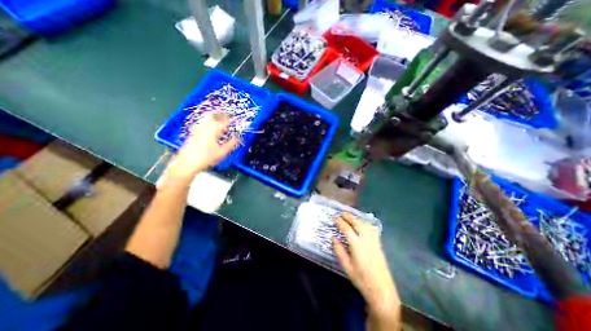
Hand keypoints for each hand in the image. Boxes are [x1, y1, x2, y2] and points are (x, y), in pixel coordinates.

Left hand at [164, 113, 236, 181]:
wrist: (188, 162)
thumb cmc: (206, 158)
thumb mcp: (222, 152)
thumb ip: (232, 144)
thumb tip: (239, 138)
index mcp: (213, 131)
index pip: (223, 121)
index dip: (230, 119)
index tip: (234, 118)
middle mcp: (205, 128)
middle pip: (212, 116)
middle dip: (220, 114)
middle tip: (226, 116)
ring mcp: (197, 130)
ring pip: (206, 119)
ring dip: (213, 117)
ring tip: (218, 120)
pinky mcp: (193, 133)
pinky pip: (201, 124)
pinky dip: (206, 123)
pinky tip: (208, 127)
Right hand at [334, 215, 398, 315]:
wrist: (381, 289)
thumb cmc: (361, 279)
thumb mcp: (346, 266)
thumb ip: (339, 250)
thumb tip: (333, 237)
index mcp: (356, 244)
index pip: (346, 228)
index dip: (339, 221)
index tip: (334, 218)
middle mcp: (366, 239)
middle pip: (356, 222)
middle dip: (348, 216)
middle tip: (340, 214)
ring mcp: (373, 240)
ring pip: (364, 223)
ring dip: (356, 218)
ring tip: (349, 217)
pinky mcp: (378, 243)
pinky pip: (372, 228)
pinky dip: (365, 223)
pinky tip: (362, 224)